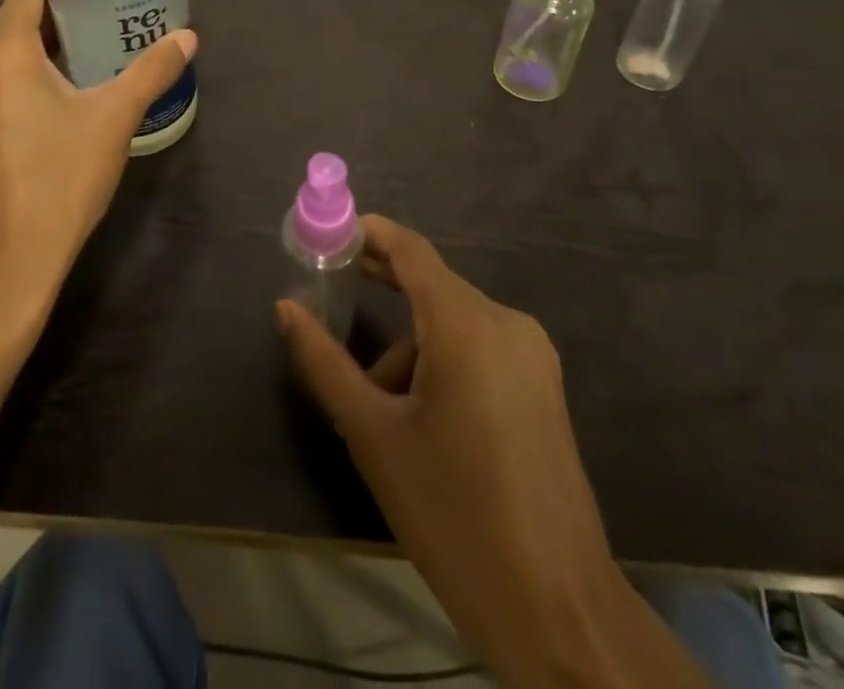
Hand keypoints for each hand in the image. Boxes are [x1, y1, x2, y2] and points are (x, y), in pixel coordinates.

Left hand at [0, 0, 196, 323]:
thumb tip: (187, 37)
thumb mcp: (114, 119)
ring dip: (49, 37)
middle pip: (17, 13)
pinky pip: (1, 75)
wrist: (6, 265)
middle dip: (62, 2)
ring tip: (99, 33)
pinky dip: (33, 65)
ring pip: (8, 47)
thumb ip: (152, 71)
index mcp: (1, 51)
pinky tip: (70, 80)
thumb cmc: (58, 181)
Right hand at [278, 219, 703, 688]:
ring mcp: (532, 354)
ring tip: (380, 407)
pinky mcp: (543, 386)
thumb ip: (325, 363)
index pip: (412, 250)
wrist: (558, 609)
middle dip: (384, 284)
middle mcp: (506, 323)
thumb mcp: (374, 435)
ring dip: (412, 345)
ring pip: (454, 323)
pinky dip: (443, 360)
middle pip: (433, 285)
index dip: (370, 234)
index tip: (330, 235)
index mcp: (467, 324)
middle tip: (334, 288)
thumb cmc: (453, 514)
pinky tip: (423, 417)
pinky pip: (480, 348)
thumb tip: (285, 308)